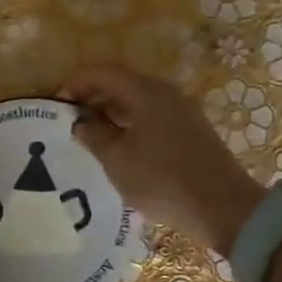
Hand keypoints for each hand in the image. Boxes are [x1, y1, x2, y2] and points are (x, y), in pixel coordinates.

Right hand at [58, 65, 267, 259]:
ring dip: (112, 113)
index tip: (58, 105)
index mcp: (146, 93)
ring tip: (92, 138)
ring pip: (138, 102)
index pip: (104, 73)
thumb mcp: (117, 160)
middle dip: (93, 98)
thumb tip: (80, 122)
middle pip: (122, 84)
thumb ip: (94, 135)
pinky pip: (152, 117)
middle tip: (71, 122)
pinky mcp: (191, 132)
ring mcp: (183, 112)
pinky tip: (121, 149)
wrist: (223, 208)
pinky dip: (130, 125)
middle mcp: (166, 94)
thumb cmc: (162, 180)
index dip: (77, 84)